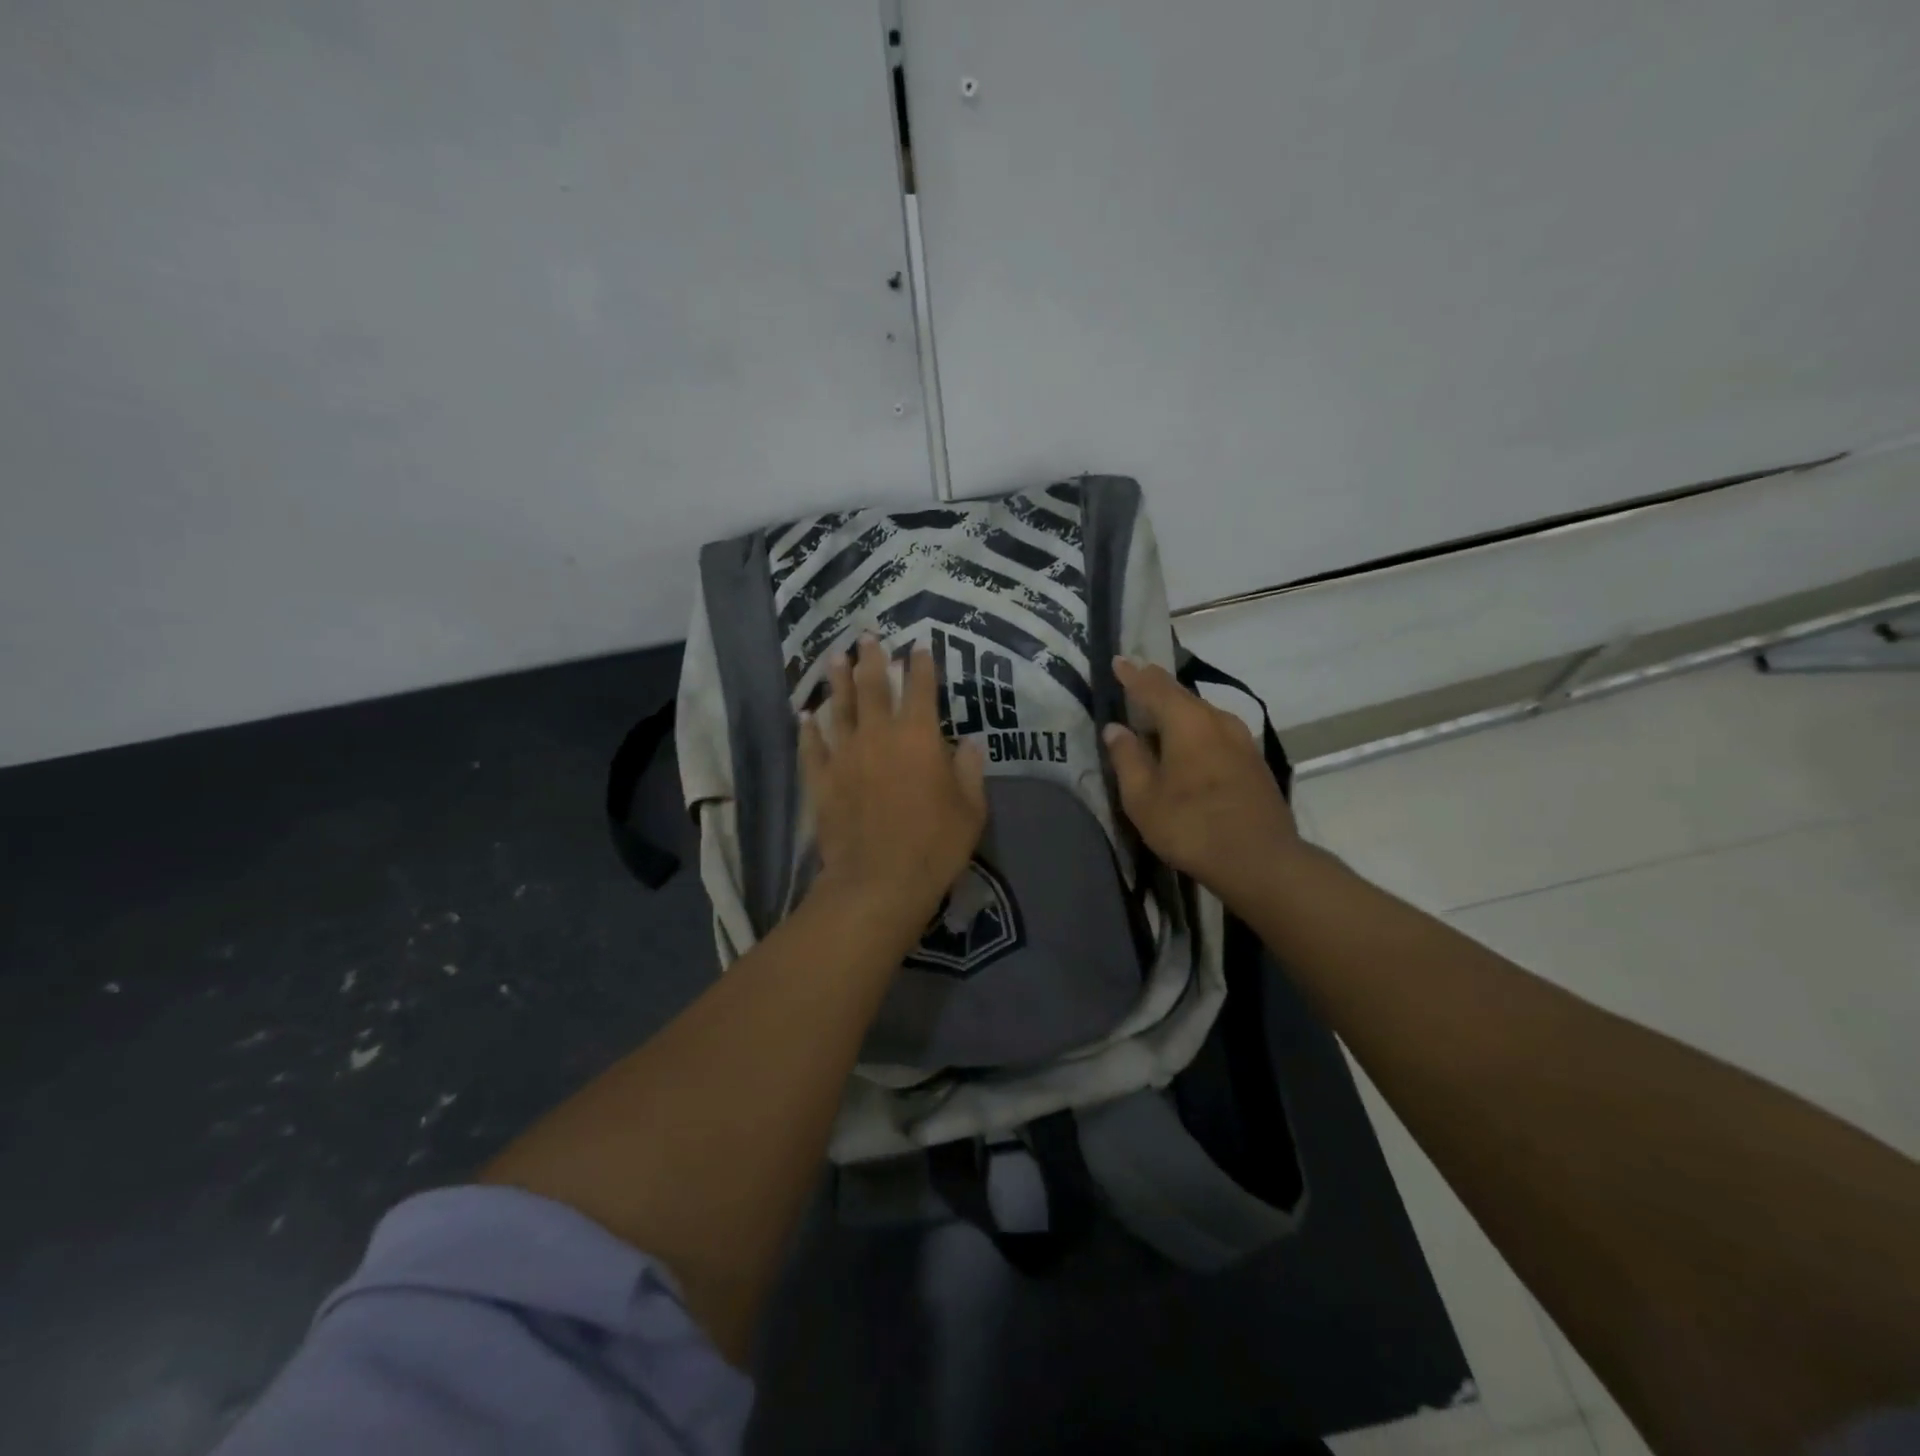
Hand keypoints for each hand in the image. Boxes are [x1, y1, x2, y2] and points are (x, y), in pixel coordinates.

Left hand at [801, 635, 986, 936]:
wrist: (878, 880)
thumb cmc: (935, 845)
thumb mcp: (971, 809)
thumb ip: (969, 770)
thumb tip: (970, 742)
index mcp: (920, 737)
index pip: (921, 690)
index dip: (921, 666)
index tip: (918, 646)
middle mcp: (879, 735)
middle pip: (874, 687)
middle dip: (872, 659)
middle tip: (866, 637)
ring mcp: (845, 755)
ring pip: (839, 708)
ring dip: (837, 682)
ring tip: (833, 658)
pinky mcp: (821, 780)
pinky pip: (812, 747)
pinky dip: (808, 730)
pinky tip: (804, 717)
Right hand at [1102, 657, 1301, 909]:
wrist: (1261, 861)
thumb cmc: (1192, 827)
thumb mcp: (1144, 798)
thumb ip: (1127, 758)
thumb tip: (1116, 728)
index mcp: (1187, 721)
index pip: (1153, 686)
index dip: (1132, 674)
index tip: (1118, 661)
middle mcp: (1218, 720)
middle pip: (1181, 695)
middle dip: (1156, 687)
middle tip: (1135, 680)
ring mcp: (1241, 739)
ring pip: (1201, 713)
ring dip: (1177, 710)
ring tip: (1156, 714)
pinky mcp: (1253, 760)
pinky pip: (1215, 731)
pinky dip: (1194, 729)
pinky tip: (1186, 744)